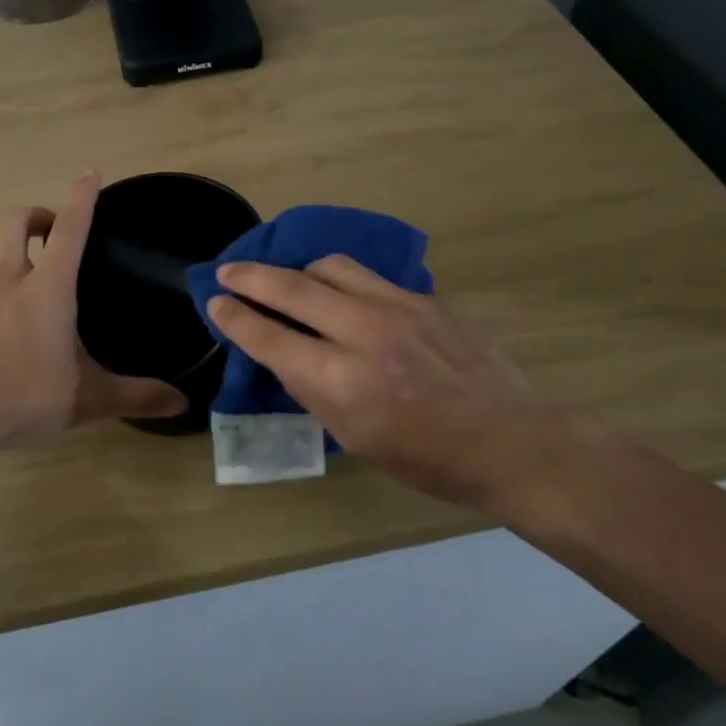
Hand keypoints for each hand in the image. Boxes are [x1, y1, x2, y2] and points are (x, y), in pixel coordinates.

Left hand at [0, 175, 186, 448]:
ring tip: (34, 294)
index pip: (69, 230)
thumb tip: (182, 402)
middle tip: (53, 230)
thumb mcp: (88, 399)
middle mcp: (10, 282)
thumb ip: (136, 396)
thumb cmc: (27, 396)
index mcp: (48, 290)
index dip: (81, 199)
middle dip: (36, 215)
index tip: (89, 175)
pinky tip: (5, 329)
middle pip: (15, 224)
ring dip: (15, 259)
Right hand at [206, 256, 585, 509]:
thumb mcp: (354, 438)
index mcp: (340, 380)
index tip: (215, 302)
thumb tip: (286, 355)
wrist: (511, 441)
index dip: (235, 317)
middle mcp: (362, 332)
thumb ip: (314, 389)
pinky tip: (342, 293)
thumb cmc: (426, 459)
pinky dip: (342, 279)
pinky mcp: (423, 298)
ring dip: (299, 270)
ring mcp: (397, 307)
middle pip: (291, 286)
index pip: (269, 337)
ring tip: (291, 280)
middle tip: (228, 271)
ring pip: (330, 267)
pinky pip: (369, 275)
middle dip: (250, 276)